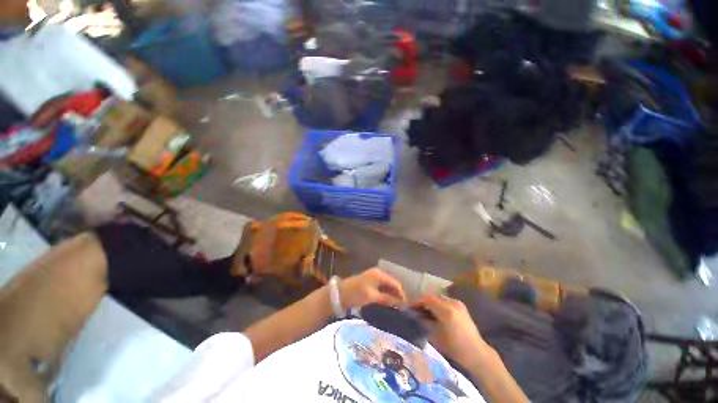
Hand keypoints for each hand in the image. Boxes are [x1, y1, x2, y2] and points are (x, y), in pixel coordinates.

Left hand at [338, 268, 406, 310]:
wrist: (339, 294)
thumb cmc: (356, 293)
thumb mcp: (371, 296)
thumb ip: (386, 298)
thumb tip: (399, 303)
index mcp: (379, 274)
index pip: (395, 283)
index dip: (401, 294)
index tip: (406, 306)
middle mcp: (377, 273)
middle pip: (391, 284)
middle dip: (397, 294)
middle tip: (401, 307)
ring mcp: (373, 277)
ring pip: (387, 286)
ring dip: (391, 295)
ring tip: (396, 307)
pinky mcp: (369, 283)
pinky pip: (381, 288)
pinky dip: (385, 294)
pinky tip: (387, 302)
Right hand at [412, 293, 492, 368]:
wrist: (477, 354)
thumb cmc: (455, 348)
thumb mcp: (436, 336)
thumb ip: (425, 322)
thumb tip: (416, 315)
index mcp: (446, 310)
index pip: (426, 299)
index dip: (416, 301)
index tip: (409, 307)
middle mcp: (452, 303)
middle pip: (432, 297)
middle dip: (422, 302)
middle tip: (415, 310)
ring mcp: (458, 304)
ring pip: (438, 298)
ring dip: (430, 303)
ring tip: (424, 312)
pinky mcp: (461, 307)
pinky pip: (445, 302)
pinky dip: (438, 305)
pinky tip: (435, 313)